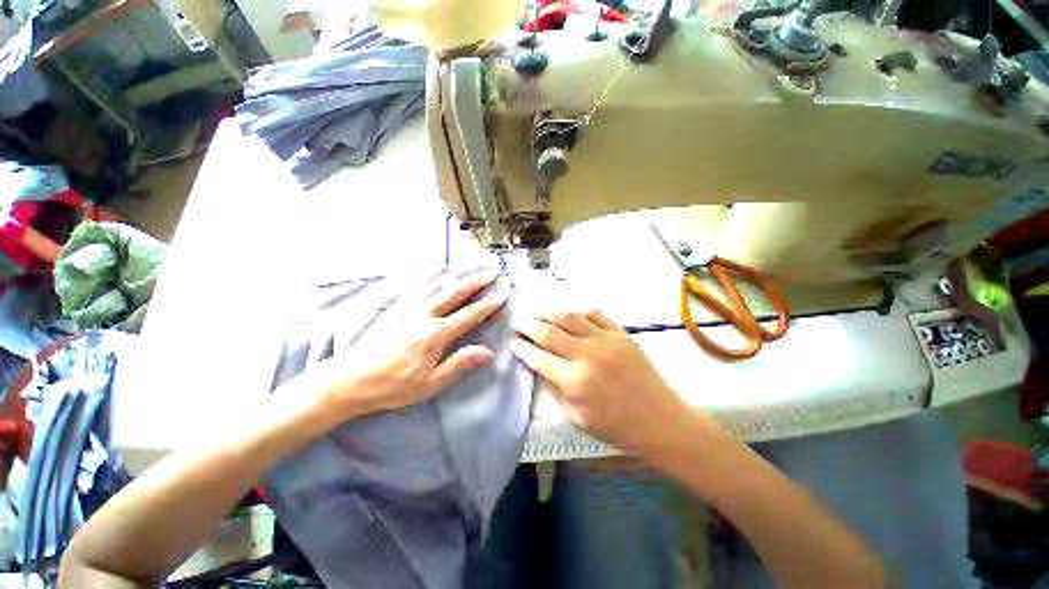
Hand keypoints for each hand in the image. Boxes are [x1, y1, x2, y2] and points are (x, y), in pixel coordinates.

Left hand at [313, 270, 507, 419]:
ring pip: (437, 284)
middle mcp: (423, 315)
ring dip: (457, 274)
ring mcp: (408, 308)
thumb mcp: (429, 384)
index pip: (469, 315)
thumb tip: (488, 352)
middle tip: (492, 272)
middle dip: (476, 281)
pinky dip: (431, 275)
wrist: (350, 380)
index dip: (488, 304)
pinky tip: (437, 270)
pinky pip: (417, 285)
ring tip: (471, 266)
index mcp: (435, 335)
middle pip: (455, 292)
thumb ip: (459, 364)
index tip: (503, 293)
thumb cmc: (392, 386)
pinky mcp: (395, 307)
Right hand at [513, 309, 703, 455]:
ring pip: (569, 317)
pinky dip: (577, 311)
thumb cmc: (617, 426)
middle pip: (549, 332)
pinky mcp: (620, 333)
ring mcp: (605, 340)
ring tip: (537, 312)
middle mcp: (586, 355)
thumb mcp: (577, 418)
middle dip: (529, 325)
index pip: (538, 357)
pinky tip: (568, 314)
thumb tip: (540, 367)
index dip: (522, 348)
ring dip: (548, 312)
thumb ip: (555, 390)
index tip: (513, 342)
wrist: (660, 419)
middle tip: (518, 322)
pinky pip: (594, 314)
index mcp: (574, 381)